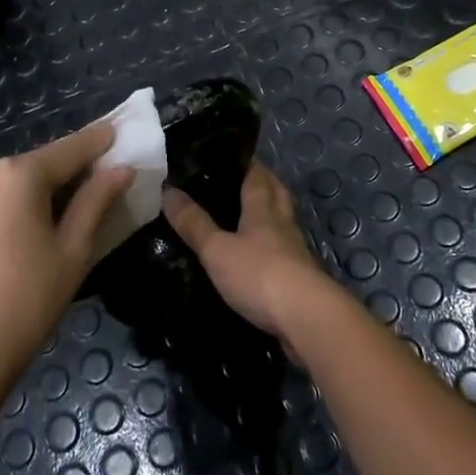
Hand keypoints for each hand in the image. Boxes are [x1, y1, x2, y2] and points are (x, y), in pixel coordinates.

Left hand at [0, 123, 133, 394]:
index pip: (69, 149)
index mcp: (16, 174)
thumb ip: (96, 201)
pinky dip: (14, 207)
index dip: (98, 141)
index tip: (120, 131)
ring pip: (12, 184)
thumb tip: (121, 169)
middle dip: (69, 171)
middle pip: (38, 165)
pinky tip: (28, 231)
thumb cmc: (24, 304)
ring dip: (40, 191)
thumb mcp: (72, 252)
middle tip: (100, 181)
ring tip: (68, 212)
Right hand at [163, 160, 332, 342]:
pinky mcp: (299, 277)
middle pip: (276, 193)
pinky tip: (256, 255)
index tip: (229, 155)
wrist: (306, 319)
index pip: (257, 174)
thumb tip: (168, 191)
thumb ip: (194, 223)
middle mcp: (282, 222)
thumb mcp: (217, 250)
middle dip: (262, 183)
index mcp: (263, 208)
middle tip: (238, 180)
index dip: (245, 162)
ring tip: (244, 216)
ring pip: (281, 222)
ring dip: (268, 215)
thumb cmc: (259, 274)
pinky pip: (283, 251)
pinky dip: (270, 247)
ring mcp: (295, 250)